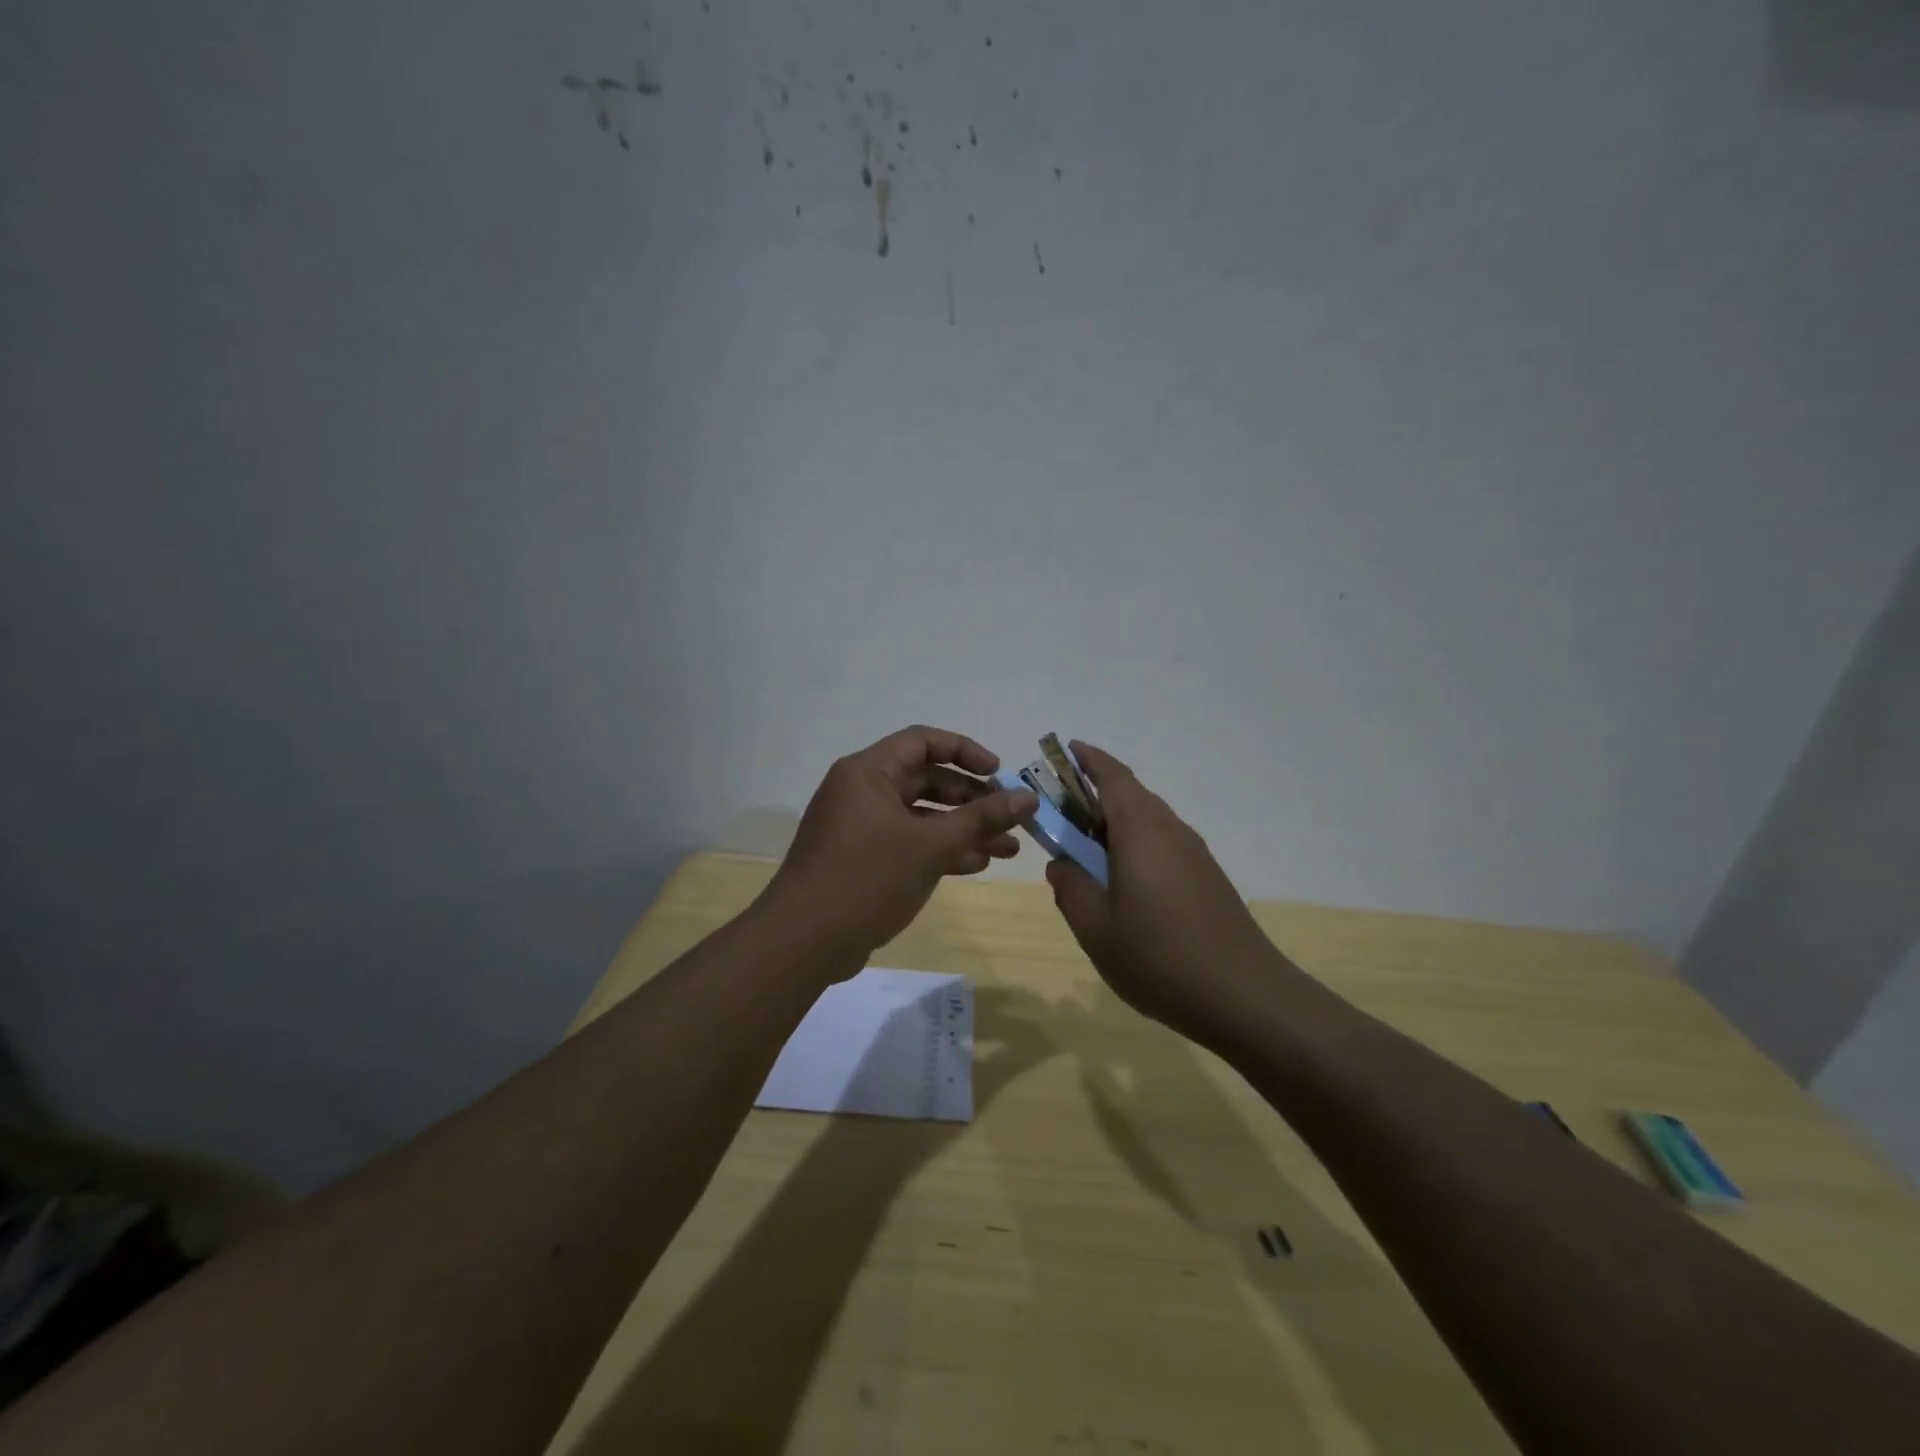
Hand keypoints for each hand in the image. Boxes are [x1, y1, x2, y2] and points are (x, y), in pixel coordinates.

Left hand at [761, 725, 1036, 962]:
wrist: (804, 941)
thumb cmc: (867, 877)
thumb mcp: (930, 845)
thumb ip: (980, 818)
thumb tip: (1028, 798)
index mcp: (868, 772)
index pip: (922, 742)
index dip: (965, 751)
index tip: (999, 774)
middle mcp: (863, 792)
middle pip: (926, 779)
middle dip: (972, 798)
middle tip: (1011, 816)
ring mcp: (862, 828)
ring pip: (922, 816)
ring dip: (964, 829)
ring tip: (1009, 848)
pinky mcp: (864, 860)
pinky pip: (910, 843)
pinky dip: (941, 850)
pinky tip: (978, 864)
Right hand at [1045, 742, 1284, 1047]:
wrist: (1244, 996)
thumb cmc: (1159, 956)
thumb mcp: (1095, 927)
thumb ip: (1070, 887)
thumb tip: (1061, 863)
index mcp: (1141, 830)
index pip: (1113, 776)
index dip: (1088, 759)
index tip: (1065, 750)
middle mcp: (1171, 831)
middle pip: (1131, 796)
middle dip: (1094, 795)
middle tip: (1060, 815)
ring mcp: (1194, 854)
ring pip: (1148, 822)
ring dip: (1114, 825)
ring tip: (1085, 853)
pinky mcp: (1207, 878)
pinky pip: (1162, 845)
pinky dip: (1135, 847)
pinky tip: (1123, 885)